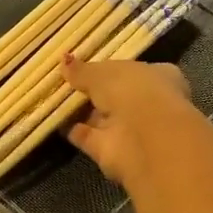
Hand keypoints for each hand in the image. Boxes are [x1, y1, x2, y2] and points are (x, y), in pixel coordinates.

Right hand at [60, 55, 193, 189]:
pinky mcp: (114, 151)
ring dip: (83, 112)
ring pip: (102, 117)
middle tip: (65, 83)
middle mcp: (148, 104)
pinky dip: (74, 130)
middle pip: (116, 95)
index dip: (110, 68)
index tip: (86, 66)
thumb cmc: (133, 91)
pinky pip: (89, 137)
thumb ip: (83, 70)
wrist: (146, 140)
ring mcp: (131, 129)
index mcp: (157, 77)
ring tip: (55, 100)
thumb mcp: (102, 73)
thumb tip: (64, 61)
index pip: (133, 70)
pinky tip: (54, 121)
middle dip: (94, 92)